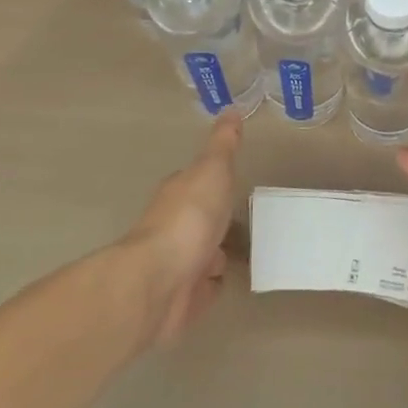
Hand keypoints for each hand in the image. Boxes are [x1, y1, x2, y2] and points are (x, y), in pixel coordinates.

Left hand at [126, 113, 242, 344]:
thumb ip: (223, 144)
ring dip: (218, 256)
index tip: (234, 179)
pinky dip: (214, 286)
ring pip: (205, 256)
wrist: (159, 282)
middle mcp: (175, 227)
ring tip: (247, 252)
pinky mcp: (184, 298)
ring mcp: (179, 264)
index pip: (198, 182)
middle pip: (202, 220)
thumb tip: (231, 109)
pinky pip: (205, 289)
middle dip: (219, 221)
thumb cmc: (188, 218)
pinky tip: (230, 281)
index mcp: (179, 194)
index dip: (214, 181)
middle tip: (248, 219)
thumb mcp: (212, 170)